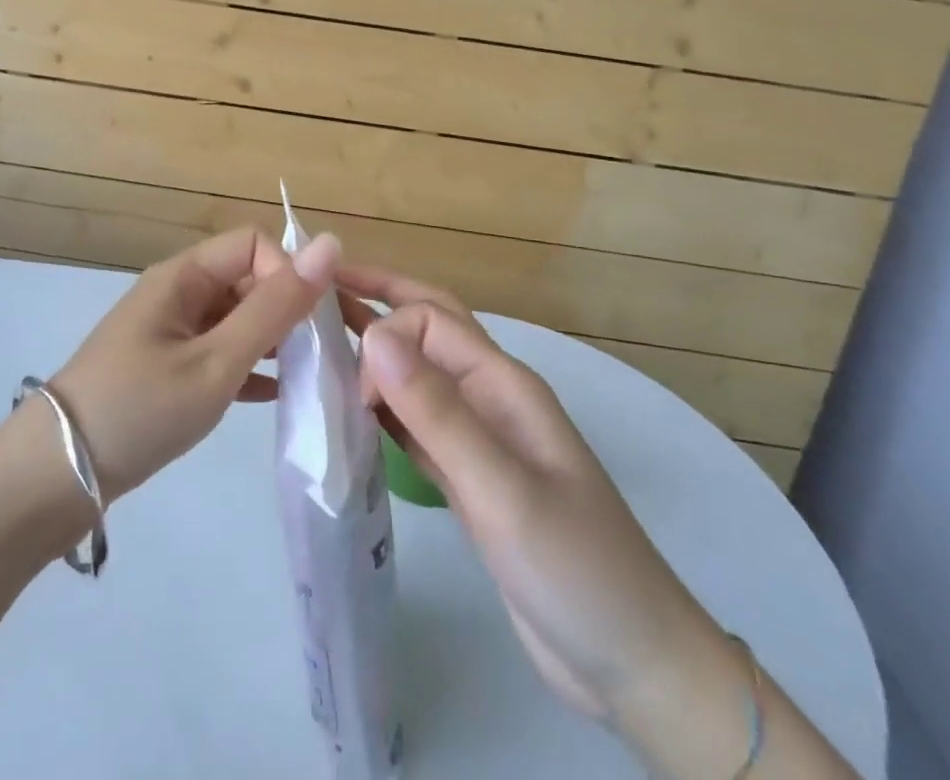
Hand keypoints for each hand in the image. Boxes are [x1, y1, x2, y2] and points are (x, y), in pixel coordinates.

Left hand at [49, 227, 340, 500]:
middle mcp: (179, 292)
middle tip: (325, 356)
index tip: (307, 324)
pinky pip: (222, 351)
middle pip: (249, 279)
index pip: (254, 245)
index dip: (287, 273)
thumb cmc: (138, 410)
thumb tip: (330, 242)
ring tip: (310, 378)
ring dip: (274, 341)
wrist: (53, 480)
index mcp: (185, 276)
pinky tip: (277, 396)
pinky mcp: (169, 367)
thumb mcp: (216, 361)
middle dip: (289, 309)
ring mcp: (172, 331)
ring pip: (238, 318)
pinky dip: (250, 367)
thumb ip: (275, 307)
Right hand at [341, 267, 722, 723]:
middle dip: (377, 298)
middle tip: (319, 286)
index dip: (386, 336)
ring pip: (416, 375)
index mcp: (502, 382)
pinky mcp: (466, 478)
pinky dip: (382, 410)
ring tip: (321, 341)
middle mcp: (487, 396)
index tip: (357, 390)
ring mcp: (478, 437)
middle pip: (427, 327)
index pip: (430, 320)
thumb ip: (437, 411)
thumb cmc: (574, 567)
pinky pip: (415, 425)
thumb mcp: (502, 487)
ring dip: (375, 353)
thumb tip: (375, 333)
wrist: (630, 663)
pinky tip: (351, 413)